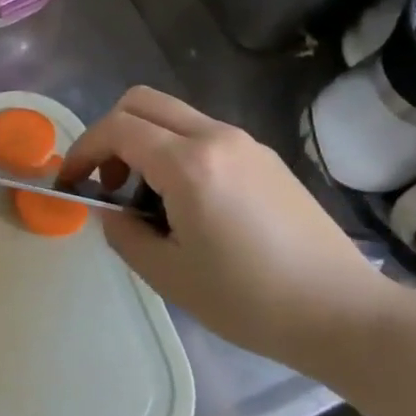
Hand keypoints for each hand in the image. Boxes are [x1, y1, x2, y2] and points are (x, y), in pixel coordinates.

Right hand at [60, 86, 399, 372]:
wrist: (343, 313)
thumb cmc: (249, 299)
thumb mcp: (168, 274)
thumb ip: (124, 233)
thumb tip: (110, 210)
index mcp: (189, 163)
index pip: (116, 129)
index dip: (83, 150)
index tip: (71, 183)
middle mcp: (216, 136)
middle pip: (141, 102)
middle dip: (110, 133)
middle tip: (108, 182)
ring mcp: (245, 142)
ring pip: (173, 116)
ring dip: (144, 141)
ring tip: (148, 200)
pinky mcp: (264, 157)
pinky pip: (203, 134)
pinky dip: (175, 150)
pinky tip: (188, 202)